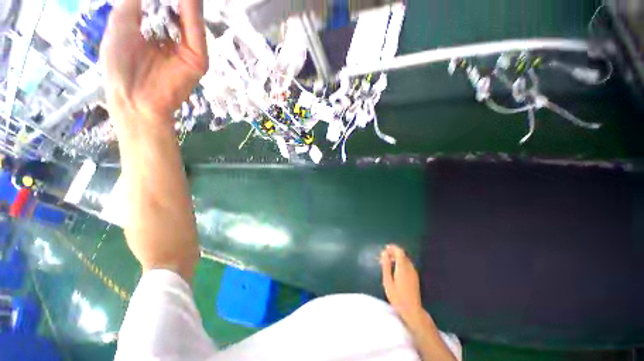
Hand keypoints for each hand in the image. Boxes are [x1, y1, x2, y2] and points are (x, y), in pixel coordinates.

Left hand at [100, 0, 207, 124]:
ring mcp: (190, 49)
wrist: (135, 101)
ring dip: (187, 0)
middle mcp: (176, 37)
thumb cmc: (121, 67)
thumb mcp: (121, 25)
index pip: (165, 3)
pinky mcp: (199, 59)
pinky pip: (195, 30)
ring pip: (191, 15)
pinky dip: (191, 9)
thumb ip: (134, 3)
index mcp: (157, 30)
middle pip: (180, 7)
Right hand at [380, 244, 423, 322]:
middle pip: (402, 254)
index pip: (399, 251)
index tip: (385, 249)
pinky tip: (394, 268)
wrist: (412, 311)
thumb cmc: (397, 297)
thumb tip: (384, 253)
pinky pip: (407, 264)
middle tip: (383, 256)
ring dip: (396, 257)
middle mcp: (410, 267)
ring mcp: (413, 272)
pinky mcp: (415, 277)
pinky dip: (400, 262)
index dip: (392, 248)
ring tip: (387, 262)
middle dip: (393, 252)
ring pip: (405, 259)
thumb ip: (386, 266)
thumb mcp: (387, 282)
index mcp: (403, 267)